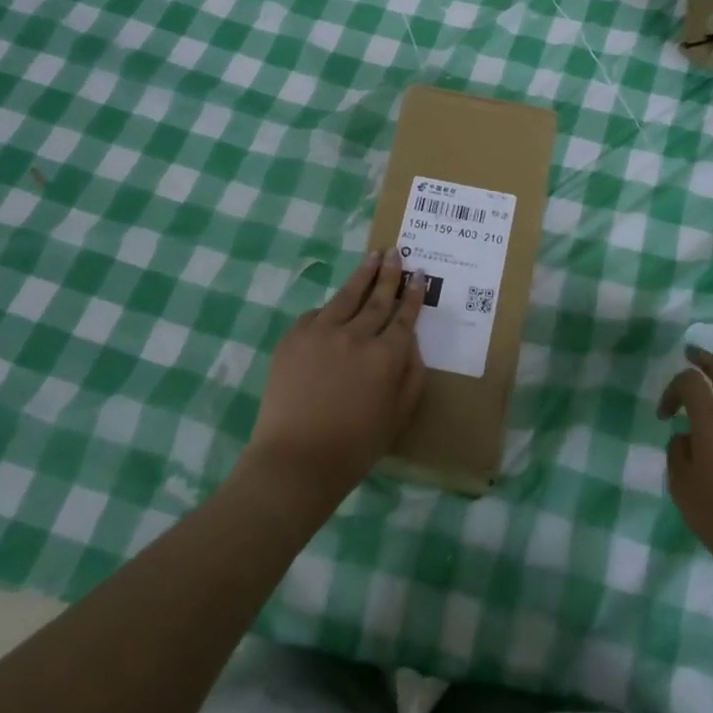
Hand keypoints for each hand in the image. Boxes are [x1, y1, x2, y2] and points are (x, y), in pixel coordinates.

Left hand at [244, 250, 425, 498]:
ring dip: (363, 274)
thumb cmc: (354, 446)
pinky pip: (317, 314)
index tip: (418, 275)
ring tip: (373, 256)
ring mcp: (322, 332)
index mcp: (386, 356)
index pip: (405, 316)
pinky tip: (335, 304)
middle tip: (396, 253)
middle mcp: (357, 335)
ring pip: (347, 295)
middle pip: (378, 298)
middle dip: (390, 274)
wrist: (295, 460)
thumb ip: (411, 375)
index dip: (413, 294)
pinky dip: (329, 308)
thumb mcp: (398, 415)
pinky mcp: (294, 337)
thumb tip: (412, 343)